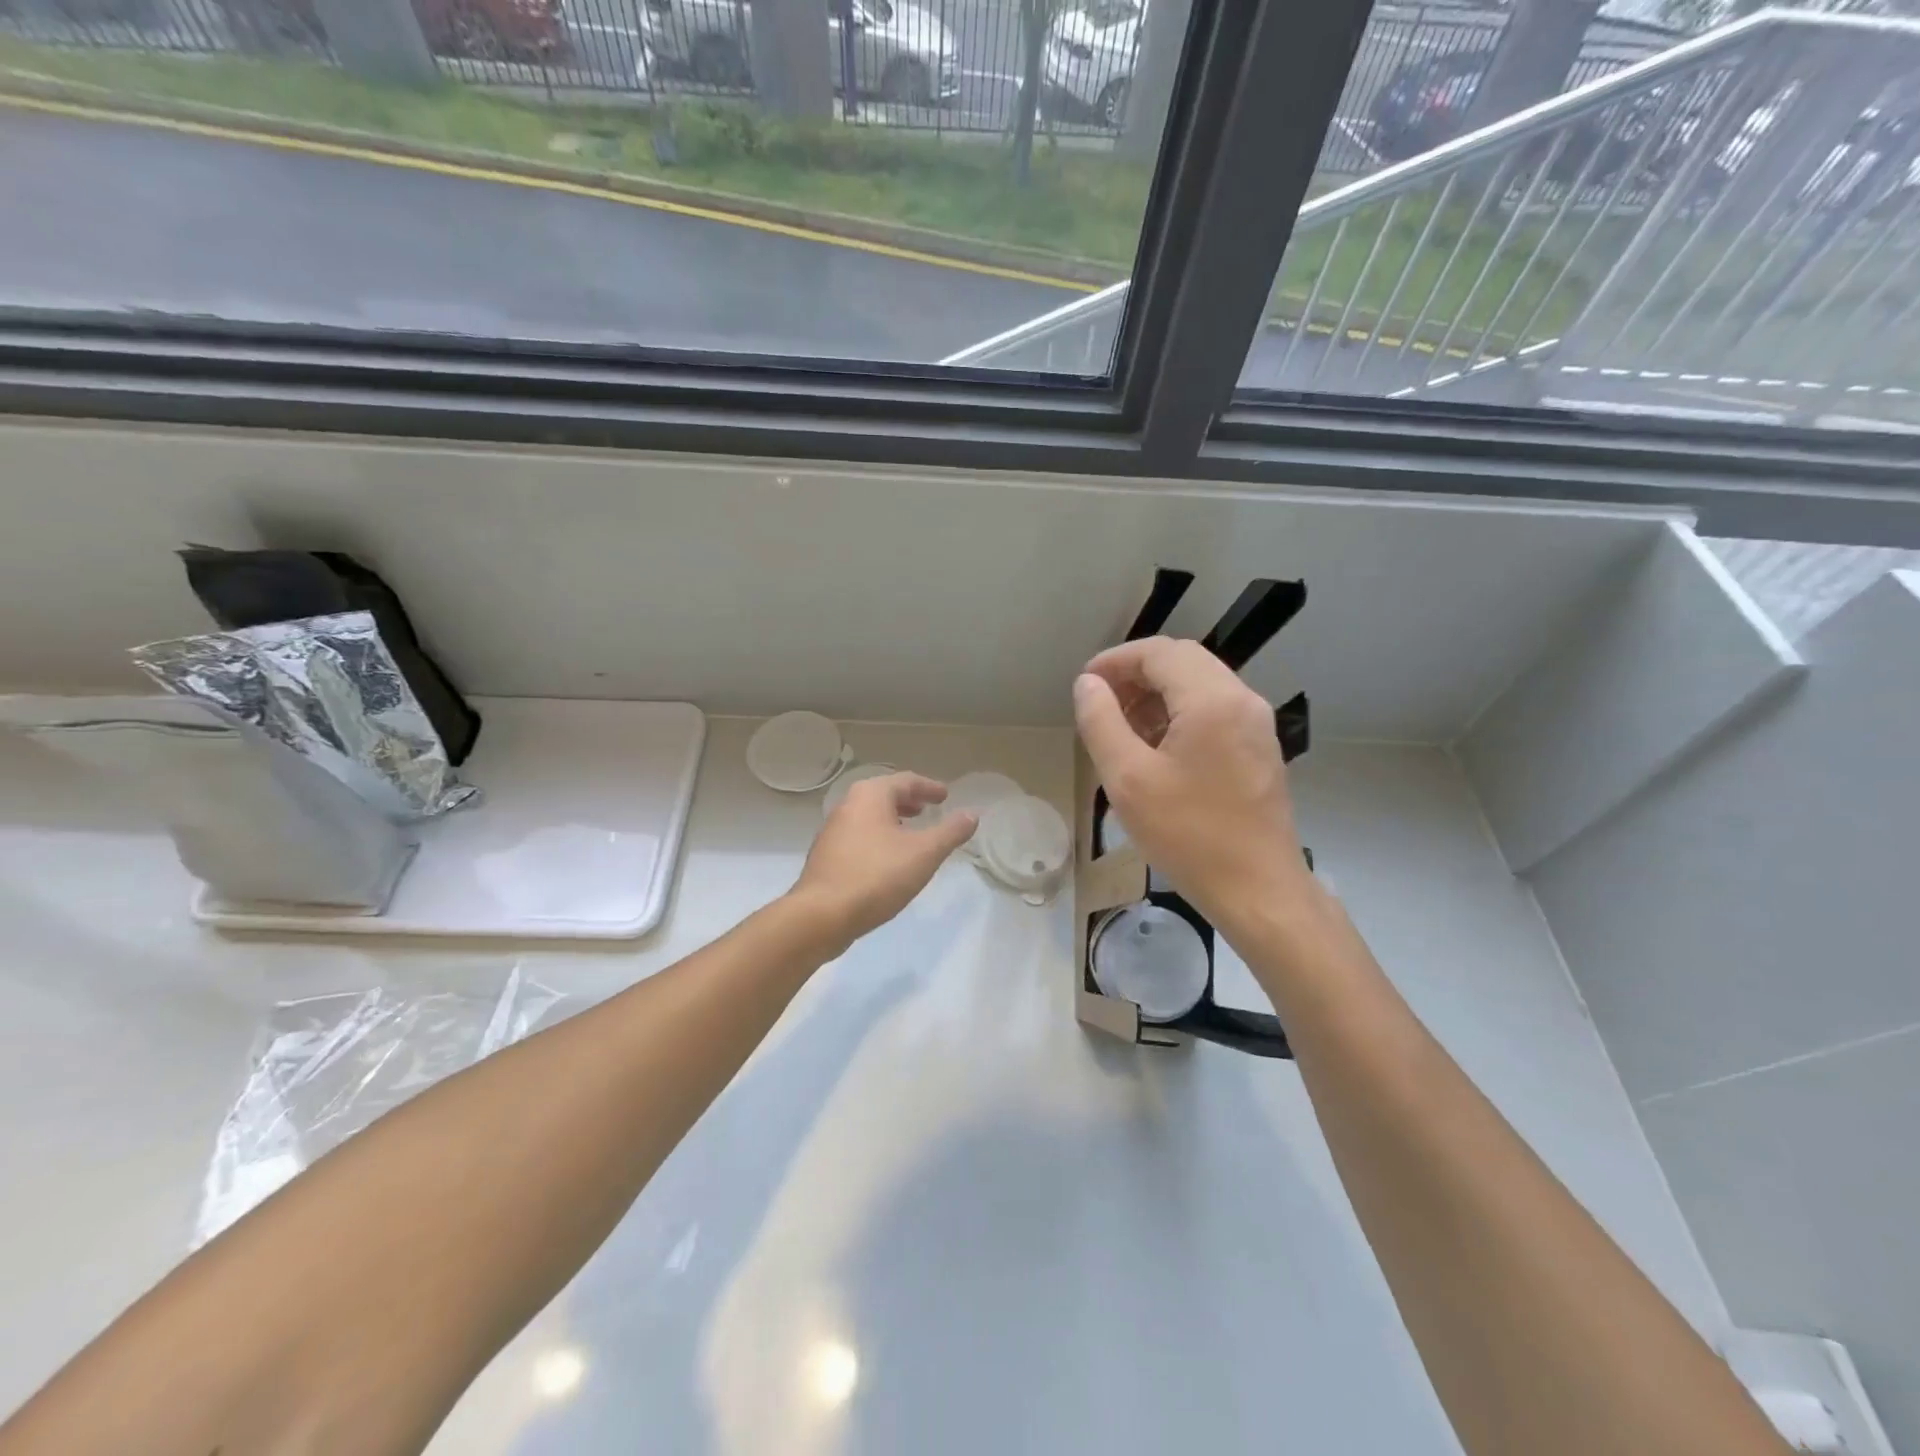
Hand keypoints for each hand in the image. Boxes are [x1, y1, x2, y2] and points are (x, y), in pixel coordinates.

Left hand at [789, 772, 978, 951]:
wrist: (822, 915)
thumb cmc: (877, 876)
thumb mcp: (924, 853)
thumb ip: (950, 832)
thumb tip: (972, 814)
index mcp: (870, 795)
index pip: (906, 780)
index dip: (929, 787)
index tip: (945, 796)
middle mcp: (848, 805)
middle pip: (884, 795)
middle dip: (908, 801)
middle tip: (928, 809)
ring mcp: (832, 831)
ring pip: (869, 816)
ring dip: (893, 820)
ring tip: (912, 834)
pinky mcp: (826, 856)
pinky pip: (859, 836)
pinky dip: (878, 837)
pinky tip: (888, 859)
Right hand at [1074, 637, 1311, 928]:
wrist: (1258, 890)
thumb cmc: (1188, 835)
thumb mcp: (1128, 779)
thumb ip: (1101, 722)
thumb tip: (1088, 684)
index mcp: (1212, 700)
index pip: (1159, 653)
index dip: (1116, 661)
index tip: (1085, 684)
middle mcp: (1242, 699)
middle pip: (1183, 661)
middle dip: (1136, 674)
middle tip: (1100, 703)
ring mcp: (1257, 723)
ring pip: (1200, 684)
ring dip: (1158, 693)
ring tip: (1122, 727)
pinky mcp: (1260, 747)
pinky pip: (1215, 709)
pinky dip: (1180, 713)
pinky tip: (1156, 748)